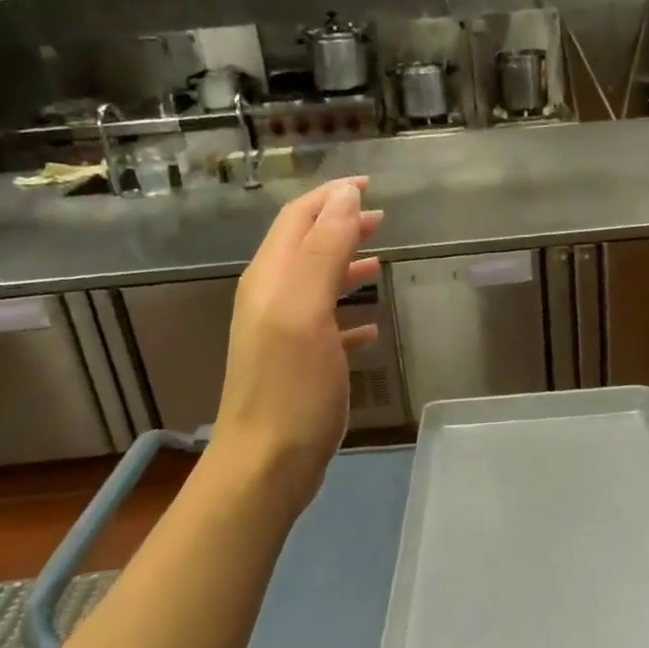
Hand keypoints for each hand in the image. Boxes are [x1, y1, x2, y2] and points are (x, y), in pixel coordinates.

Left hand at [210, 179, 382, 509]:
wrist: (267, 463)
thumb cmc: (291, 386)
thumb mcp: (306, 310)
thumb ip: (324, 250)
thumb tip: (344, 197)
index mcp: (271, 279)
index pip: (298, 218)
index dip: (330, 196)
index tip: (368, 184)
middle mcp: (271, 299)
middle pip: (306, 246)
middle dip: (340, 225)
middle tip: (381, 218)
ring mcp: (283, 334)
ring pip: (316, 283)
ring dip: (345, 264)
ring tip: (379, 260)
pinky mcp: (298, 365)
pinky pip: (326, 325)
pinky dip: (348, 314)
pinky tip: (371, 327)